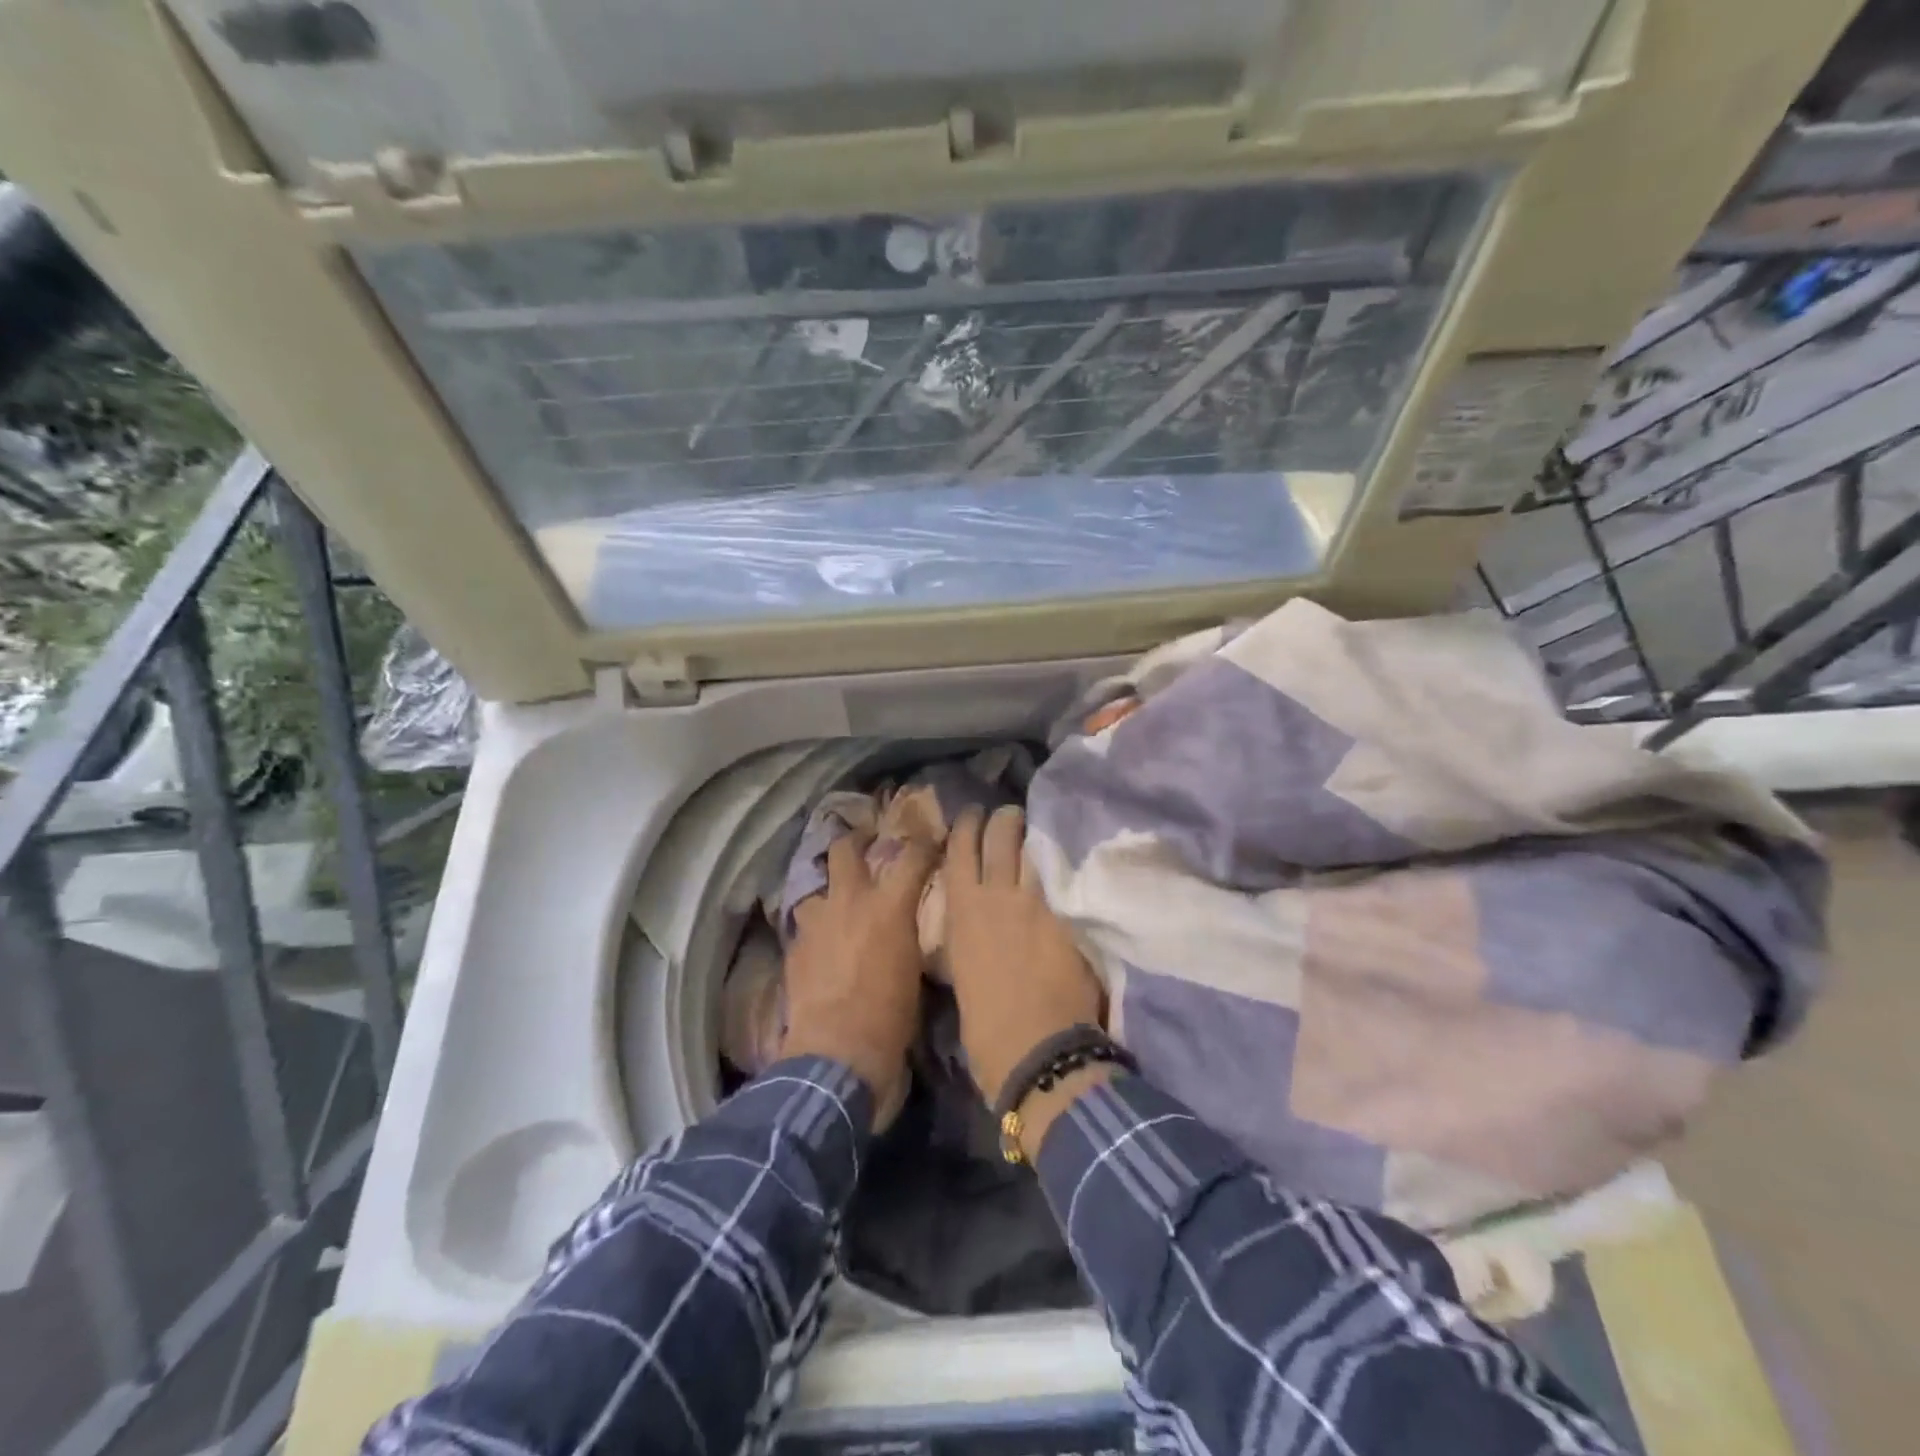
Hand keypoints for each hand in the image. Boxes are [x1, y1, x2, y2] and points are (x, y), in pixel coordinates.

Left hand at [781, 830, 937, 1131]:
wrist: (837, 1052)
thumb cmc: (891, 1015)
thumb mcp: (914, 967)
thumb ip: (907, 934)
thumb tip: (906, 927)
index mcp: (888, 906)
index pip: (911, 856)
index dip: (923, 843)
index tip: (929, 840)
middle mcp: (849, 902)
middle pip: (844, 849)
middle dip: (855, 841)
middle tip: (864, 844)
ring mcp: (815, 923)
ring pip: (815, 890)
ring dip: (827, 897)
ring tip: (836, 911)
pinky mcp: (793, 948)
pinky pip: (804, 928)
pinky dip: (815, 933)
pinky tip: (820, 952)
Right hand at [943, 806, 1104, 1106]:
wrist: (1036, 1050)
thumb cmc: (986, 1028)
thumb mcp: (962, 973)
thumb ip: (969, 939)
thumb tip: (975, 928)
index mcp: (962, 912)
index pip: (960, 849)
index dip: (967, 825)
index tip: (974, 815)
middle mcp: (996, 895)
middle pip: (1000, 834)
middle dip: (1005, 819)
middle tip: (1012, 817)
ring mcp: (1037, 901)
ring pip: (1035, 847)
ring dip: (1036, 834)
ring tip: (1041, 828)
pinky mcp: (1071, 915)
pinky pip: (1065, 875)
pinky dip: (1064, 863)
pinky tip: (1071, 857)